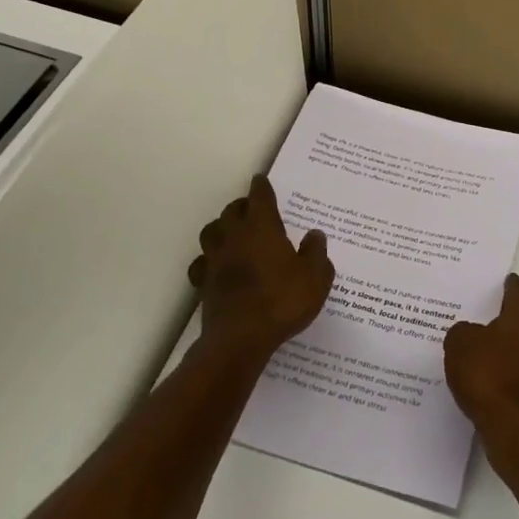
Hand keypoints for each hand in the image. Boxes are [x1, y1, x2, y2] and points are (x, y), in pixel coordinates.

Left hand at [188, 176, 333, 359]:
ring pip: (211, 232)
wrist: (239, 339)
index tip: (261, 179)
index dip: (261, 187)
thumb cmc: (282, 301)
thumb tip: (315, 234)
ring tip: (232, 233)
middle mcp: (234, 237)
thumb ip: (316, 253)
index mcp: (262, 228)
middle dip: (242, 206)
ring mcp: (214, 260)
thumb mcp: (315, 278)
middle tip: (253, 209)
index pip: (259, 197)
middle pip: (232, 211)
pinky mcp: (203, 283)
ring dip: (221, 228)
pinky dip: (208, 260)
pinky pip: (202, 263)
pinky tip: (217, 267)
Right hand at [444, 274, 518, 432]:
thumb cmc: (490, 374)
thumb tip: (473, 333)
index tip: (480, 302)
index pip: (514, 287)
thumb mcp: (460, 343)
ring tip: (494, 351)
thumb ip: (465, 329)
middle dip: (516, 313)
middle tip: (489, 324)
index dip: (496, 294)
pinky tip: (505, 373)